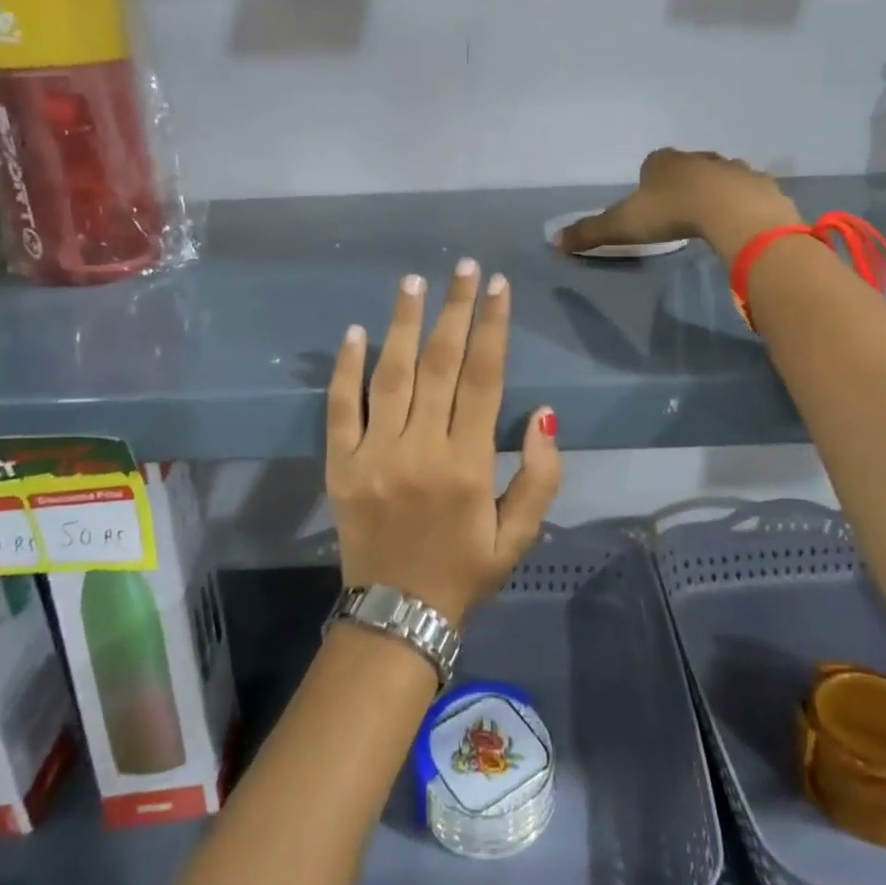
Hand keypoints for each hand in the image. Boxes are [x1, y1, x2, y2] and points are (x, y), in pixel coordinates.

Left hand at [326, 260, 562, 626]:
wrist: (397, 617)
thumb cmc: (465, 571)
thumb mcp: (520, 535)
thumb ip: (540, 476)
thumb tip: (545, 414)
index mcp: (469, 464)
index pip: (484, 378)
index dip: (493, 327)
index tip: (499, 286)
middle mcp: (421, 449)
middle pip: (440, 364)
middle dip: (455, 310)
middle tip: (463, 267)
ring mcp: (375, 455)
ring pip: (391, 376)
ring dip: (402, 323)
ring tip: (413, 281)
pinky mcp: (340, 466)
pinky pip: (341, 409)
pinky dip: (346, 369)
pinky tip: (355, 332)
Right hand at [557, 149, 801, 262]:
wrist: (732, 211)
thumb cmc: (671, 213)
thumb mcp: (623, 225)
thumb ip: (590, 232)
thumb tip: (554, 241)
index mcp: (663, 161)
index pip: (651, 164)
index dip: (648, 182)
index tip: (649, 205)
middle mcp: (697, 157)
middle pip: (686, 168)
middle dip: (682, 184)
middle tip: (678, 214)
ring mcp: (731, 167)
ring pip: (718, 176)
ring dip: (713, 192)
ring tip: (710, 219)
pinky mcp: (758, 184)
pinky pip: (746, 192)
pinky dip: (741, 203)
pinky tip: (738, 223)